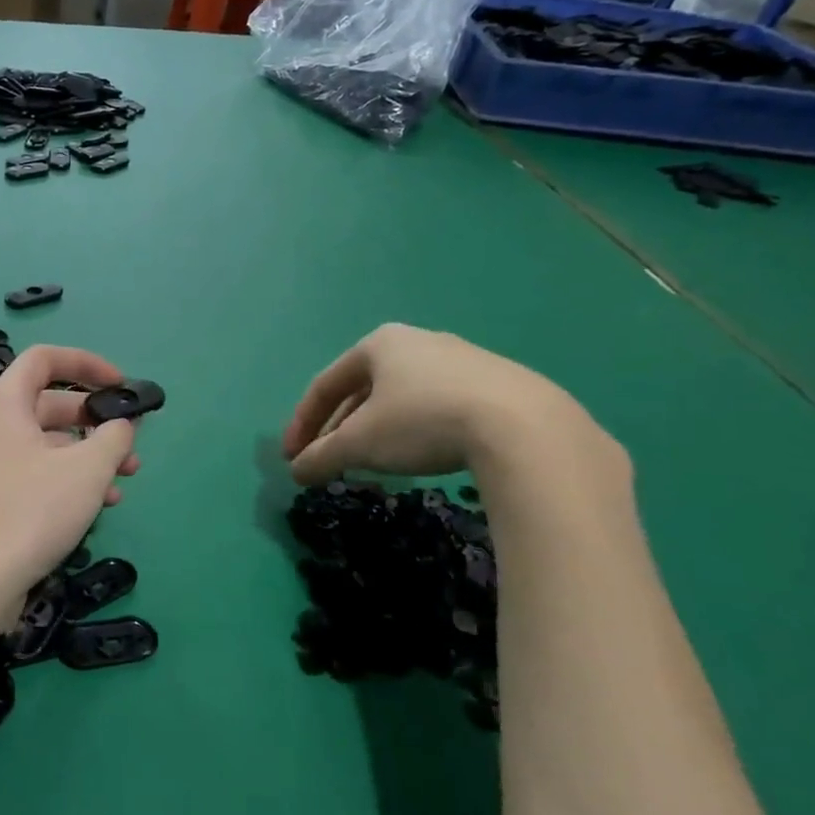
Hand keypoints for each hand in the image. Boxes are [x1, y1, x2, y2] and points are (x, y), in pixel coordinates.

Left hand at [0, 345, 140, 629]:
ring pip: (48, 445)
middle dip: (96, 420)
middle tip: (131, 443)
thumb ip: (113, 437)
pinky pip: (36, 475)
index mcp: (5, 405)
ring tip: (125, 480)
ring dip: (89, 456)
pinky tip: (99, 507)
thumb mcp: (86, 469)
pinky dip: (68, 481)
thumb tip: (121, 425)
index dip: (86, 363)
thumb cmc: (30, 512)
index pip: (44, 359)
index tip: (121, 384)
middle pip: (50, 404)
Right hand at [282, 324, 586, 483]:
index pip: (325, 385)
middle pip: (362, 390)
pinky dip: (416, 430)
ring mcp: (462, 360)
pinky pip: (438, 405)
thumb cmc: (422, 422)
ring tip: (371, 462)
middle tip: (328, 460)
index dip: (302, 423)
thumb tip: (297, 472)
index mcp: (378, 344)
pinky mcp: (498, 383)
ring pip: (401, 398)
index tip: (292, 458)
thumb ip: (321, 456)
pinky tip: (421, 455)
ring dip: (376, 430)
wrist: (523, 427)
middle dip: (340, 428)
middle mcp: (418, 342)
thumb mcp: (360, 444)